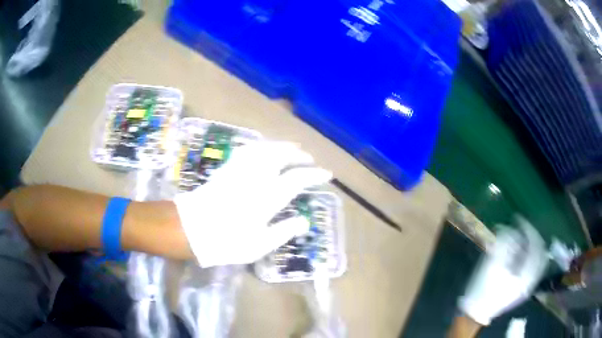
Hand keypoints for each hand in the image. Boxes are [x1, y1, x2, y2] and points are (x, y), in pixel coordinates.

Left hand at [174, 142, 331, 266]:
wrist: (190, 230)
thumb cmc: (226, 242)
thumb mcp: (259, 245)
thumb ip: (284, 231)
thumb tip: (304, 220)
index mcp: (267, 197)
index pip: (297, 179)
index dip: (314, 175)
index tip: (326, 174)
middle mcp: (255, 177)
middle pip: (281, 156)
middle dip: (298, 154)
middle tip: (308, 158)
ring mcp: (239, 170)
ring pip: (264, 148)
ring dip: (281, 146)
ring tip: (291, 148)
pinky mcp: (226, 169)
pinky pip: (246, 150)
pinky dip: (260, 146)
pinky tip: (263, 149)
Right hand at [458, 218, 548, 324]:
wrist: (477, 313)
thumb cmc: (483, 290)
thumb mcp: (491, 266)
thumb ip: (503, 245)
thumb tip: (509, 228)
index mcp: (525, 275)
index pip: (535, 245)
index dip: (528, 229)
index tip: (518, 219)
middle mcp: (531, 279)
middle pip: (540, 251)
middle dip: (532, 235)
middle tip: (522, 226)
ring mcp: (529, 284)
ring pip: (539, 258)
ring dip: (532, 244)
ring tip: (522, 235)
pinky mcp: (524, 286)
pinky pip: (535, 266)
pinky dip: (531, 254)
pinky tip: (523, 250)